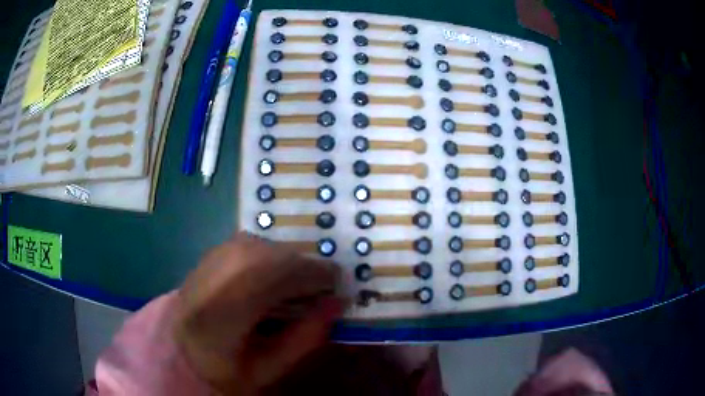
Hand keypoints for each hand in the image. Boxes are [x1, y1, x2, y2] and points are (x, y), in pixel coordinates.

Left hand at [173, 232, 343, 393]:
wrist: (179, 348)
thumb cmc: (223, 367)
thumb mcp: (268, 369)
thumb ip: (305, 338)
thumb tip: (337, 303)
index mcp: (220, 313)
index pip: (272, 279)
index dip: (312, 277)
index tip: (337, 288)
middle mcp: (211, 275)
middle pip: (269, 254)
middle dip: (305, 268)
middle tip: (322, 287)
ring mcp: (208, 258)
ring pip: (262, 244)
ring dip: (289, 262)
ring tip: (300, 285)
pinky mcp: (210, 252)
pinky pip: (252, 243)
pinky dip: (273, 256)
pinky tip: (276, 276)